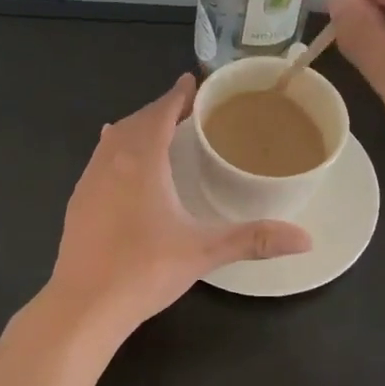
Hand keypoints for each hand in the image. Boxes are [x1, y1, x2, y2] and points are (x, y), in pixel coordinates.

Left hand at [49, 75, 311, 334]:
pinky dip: (116, 151)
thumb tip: (307, 239)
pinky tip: (122, 167)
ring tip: (157, 131)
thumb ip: (254, 239)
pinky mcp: (77, 203)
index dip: (177, 95)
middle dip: (159, 110)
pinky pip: (99, 161)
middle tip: (185, 109)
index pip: (159, 113)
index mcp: (141, 161)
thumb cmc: (145, 270)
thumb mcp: (204, 251)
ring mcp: (88, 182)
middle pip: (135, 121)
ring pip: (113, 140)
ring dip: (135, 128)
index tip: (192, 81)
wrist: (84, 305)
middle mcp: (111, 161)